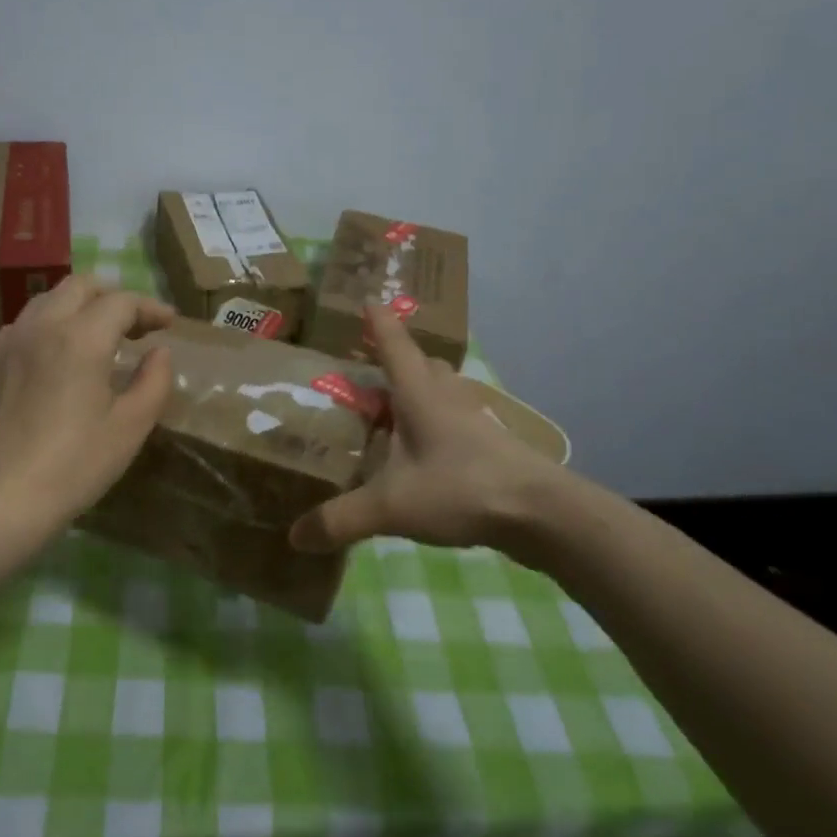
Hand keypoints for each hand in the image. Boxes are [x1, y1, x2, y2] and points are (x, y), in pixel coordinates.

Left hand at [0, 275, 174, 543]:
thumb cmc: (73, 466)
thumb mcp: (129, 428)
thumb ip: (153, 382)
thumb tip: (159, 353)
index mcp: (80, 338)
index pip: (121, 302)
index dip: (149, 308)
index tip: (167, 323)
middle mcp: (41, 327)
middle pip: (79, 286)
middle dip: (112, 297)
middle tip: (133, 326)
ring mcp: (7, 342)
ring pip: (46, 301)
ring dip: (77, 307)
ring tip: (94, 337)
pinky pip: (22, 326)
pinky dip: (47, 327)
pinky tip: (54, 358)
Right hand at [289, 305, 581, 570]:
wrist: (542, 513)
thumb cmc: (461, 488)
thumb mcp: (391, 506)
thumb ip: (340, 519)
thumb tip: (294, 536)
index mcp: (419, 395)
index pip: (394, 345)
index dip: (379, 323)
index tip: (369, 300)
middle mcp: (447, 398)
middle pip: (422, 365)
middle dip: (399, 360)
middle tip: (370, 371)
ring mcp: (474, 421)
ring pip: (443, 393)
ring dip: (419, 393)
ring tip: (393, 412)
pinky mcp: (492, 447)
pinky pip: (456, 422)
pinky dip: (436, 426)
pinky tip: (425, 453)